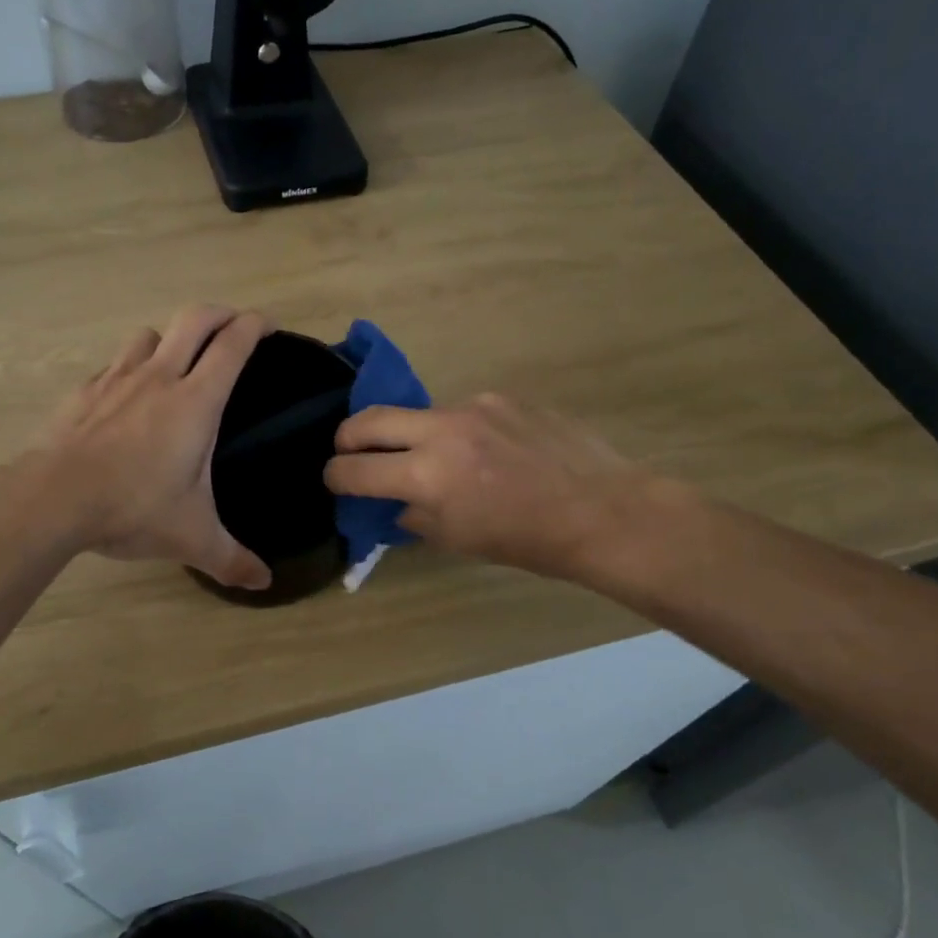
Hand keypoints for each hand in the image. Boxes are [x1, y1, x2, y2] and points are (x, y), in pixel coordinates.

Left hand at [39, 304, 272, 590]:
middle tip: (234, 326)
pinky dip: (129, 369)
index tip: (268, 326)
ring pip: (149, 334)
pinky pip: (114, 365)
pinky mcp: (85, 391)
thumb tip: (264, 583)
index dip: (255, 325)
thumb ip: (232, 560)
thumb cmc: (132, 508)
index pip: (233, 344)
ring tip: (176, 363)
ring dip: (169, 339)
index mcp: (196, 401)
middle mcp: (159, 377)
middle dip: (220, 313)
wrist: (53, 499)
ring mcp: (117, 379)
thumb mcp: (191, 538)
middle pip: (195, 319)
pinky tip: (126, 399)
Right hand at [323, 393, 658, 583]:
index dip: (334, 476)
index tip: (334, 479)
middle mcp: (442, 431)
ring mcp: (474, 407)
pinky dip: (460, 432)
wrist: (603, 510)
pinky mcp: (501, 397)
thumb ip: (415, 516)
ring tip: (442, 460)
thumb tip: (396, 502)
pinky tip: (489, 451)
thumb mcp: (459, 540)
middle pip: (368, 419)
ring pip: (419, 414)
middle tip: (350, 451)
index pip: (354, 470)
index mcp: (428, 476)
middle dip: (348, 437)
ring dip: (413, 436)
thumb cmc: (527, 540)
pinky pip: (463, 412)